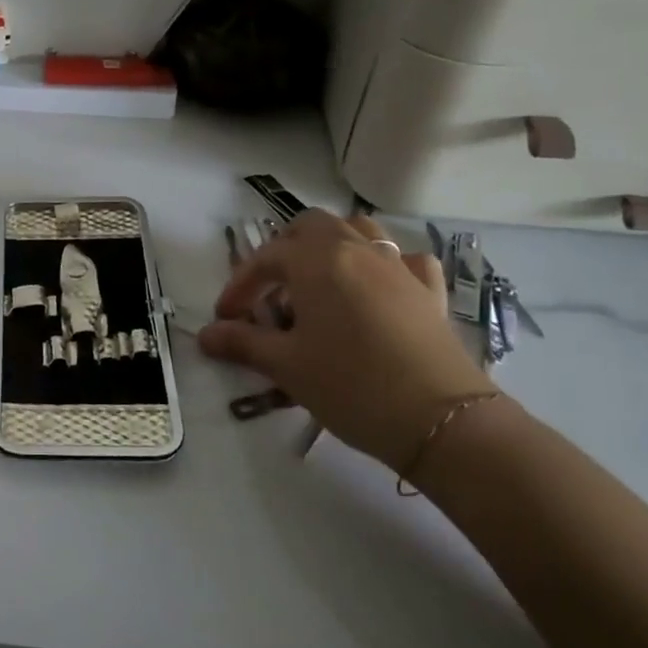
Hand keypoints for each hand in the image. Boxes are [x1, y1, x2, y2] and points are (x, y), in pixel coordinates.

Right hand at [198, 210, 494, 470]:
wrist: (441, 421)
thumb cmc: (351, 385)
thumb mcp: (286, 366)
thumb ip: (243, 343)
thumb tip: (206, 335)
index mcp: (317, 261)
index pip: (266, 258)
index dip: (239, 286)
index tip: (226, 318)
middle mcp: (357, 251)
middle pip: (313, 226)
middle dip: (284, 250)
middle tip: (271, 290)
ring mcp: (398, 267)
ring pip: (360, 231)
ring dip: (332, 246)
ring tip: (318, 281)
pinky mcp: (429, 292)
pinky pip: (404, 259)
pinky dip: (384, 264)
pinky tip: (377, 288)